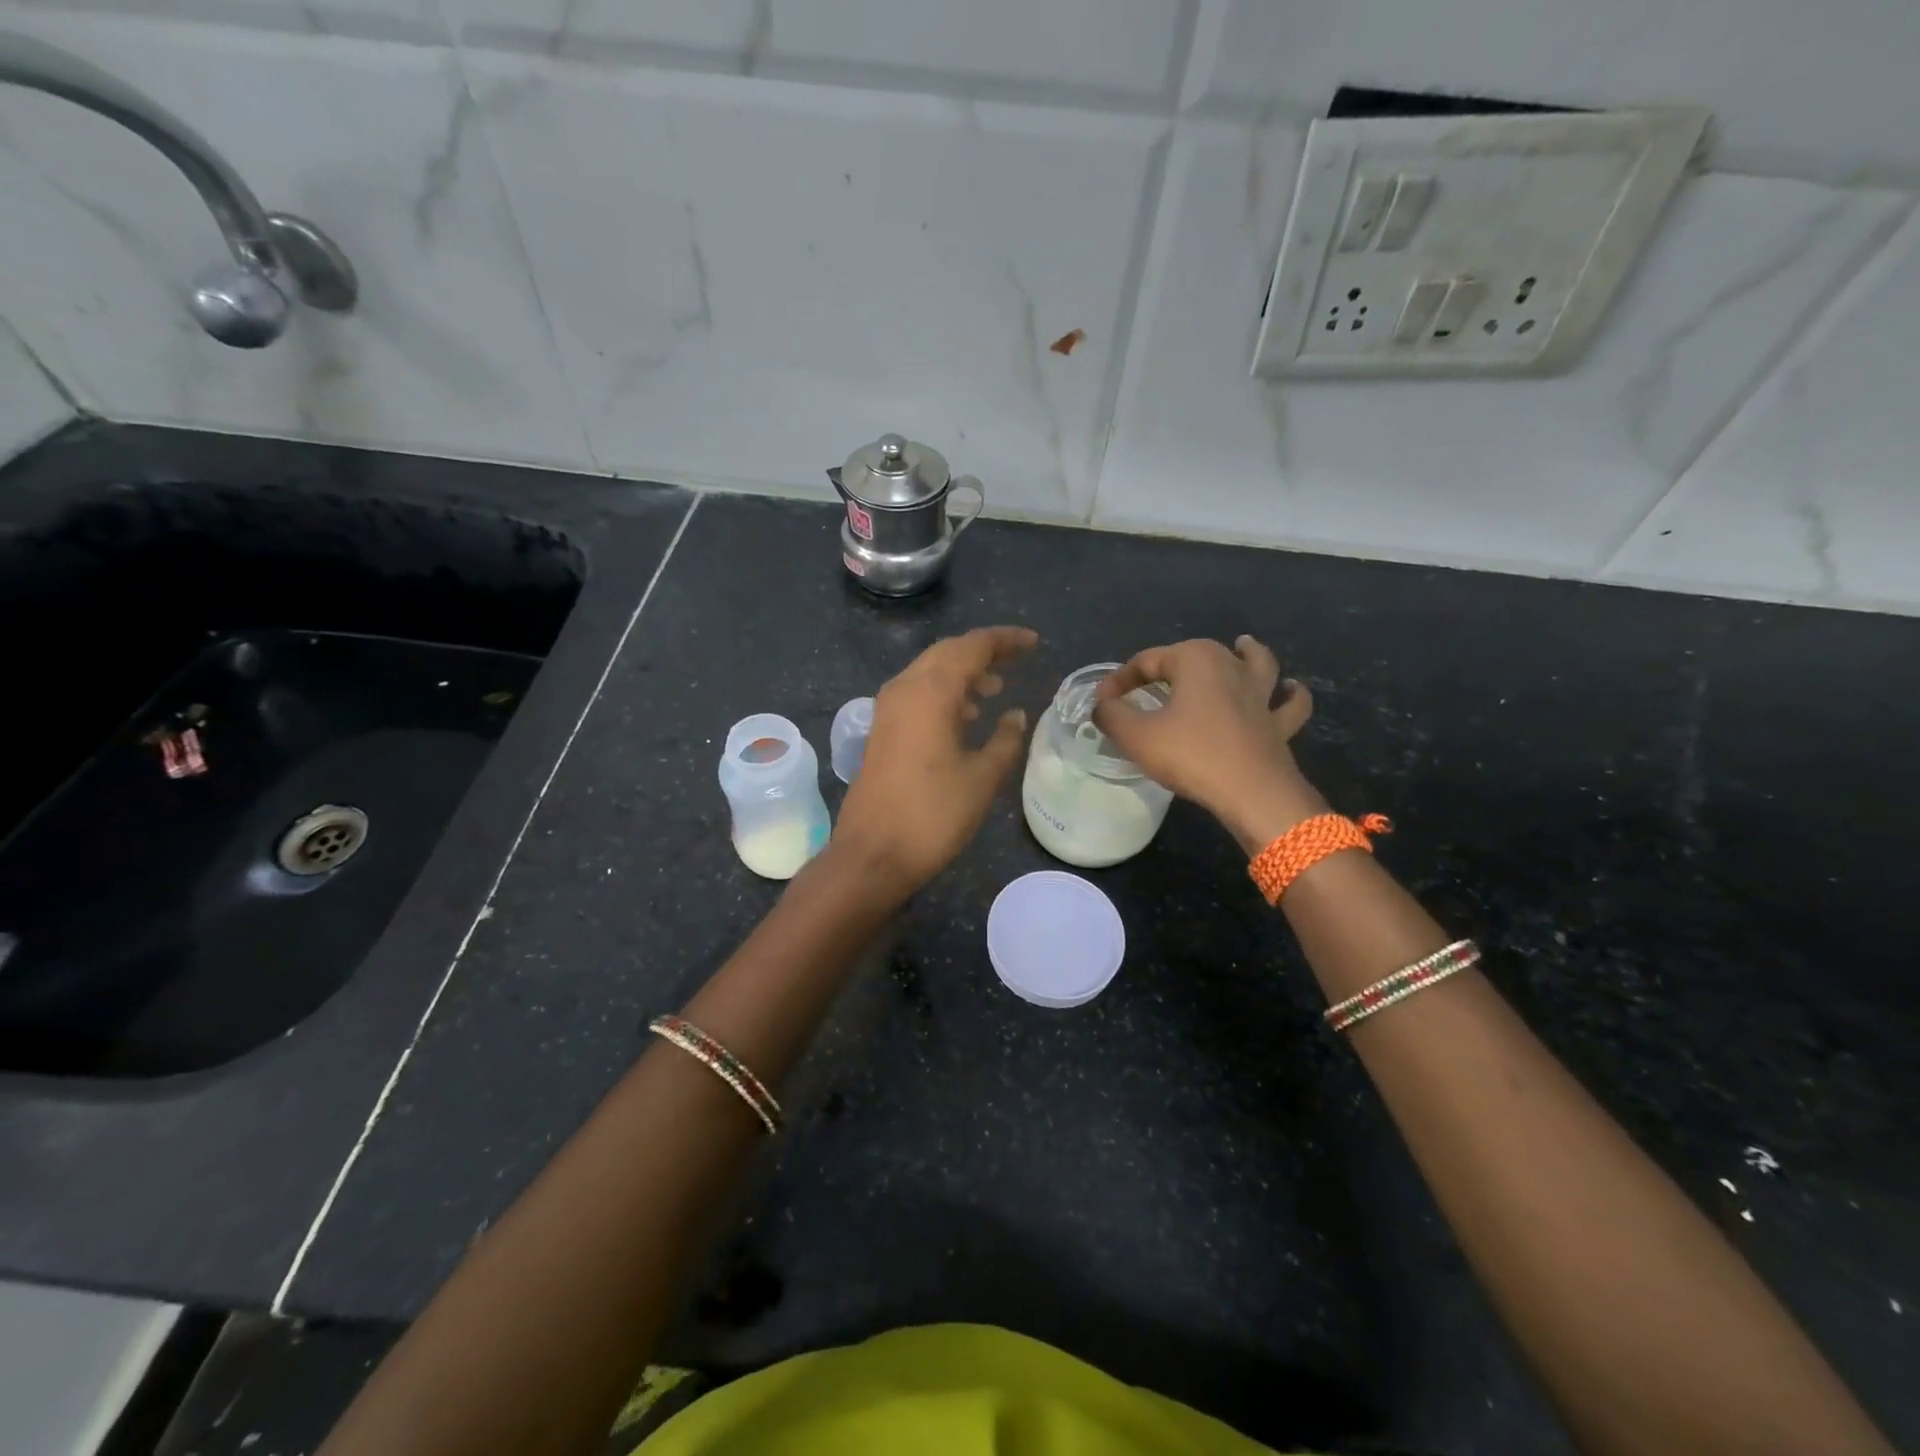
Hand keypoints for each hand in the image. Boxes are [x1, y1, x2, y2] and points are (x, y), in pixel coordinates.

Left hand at [833, 626, 1037, 895]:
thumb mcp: (982, 777)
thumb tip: (1016, 714)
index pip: (972, 646)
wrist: (873, 854)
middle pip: (947, 652)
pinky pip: (917, 694)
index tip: (1034, 643)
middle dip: (983, 652)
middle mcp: (904, 688)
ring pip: (930, 672)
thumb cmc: (934, 815)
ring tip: (997, 688)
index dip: (1005, 640)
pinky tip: (966, 716)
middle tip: (1017, 661)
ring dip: (963, 673)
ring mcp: (888, 709)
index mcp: (931, 691)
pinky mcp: (882, 729)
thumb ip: (1005, 738)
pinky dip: (945, 693)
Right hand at [1093, 635, 1325, 853]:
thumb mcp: (1136, 736)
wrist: (1252, 792)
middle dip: (1169, 666)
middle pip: (1195, 655)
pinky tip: (1288, 690)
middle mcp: (1231, 665)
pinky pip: (1287, 703)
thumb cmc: (1191, 755)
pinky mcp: (1278, 723)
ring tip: (1241, 646)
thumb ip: (1112, 715)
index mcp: (1195, 658)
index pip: (1146, 661)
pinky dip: (1289, 695)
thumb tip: (1103, 706)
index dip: (1119, 681)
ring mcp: (1260, 693)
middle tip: (1146, 687)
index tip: (1102, 704)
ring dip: (1248, 653)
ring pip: (1256, 662)